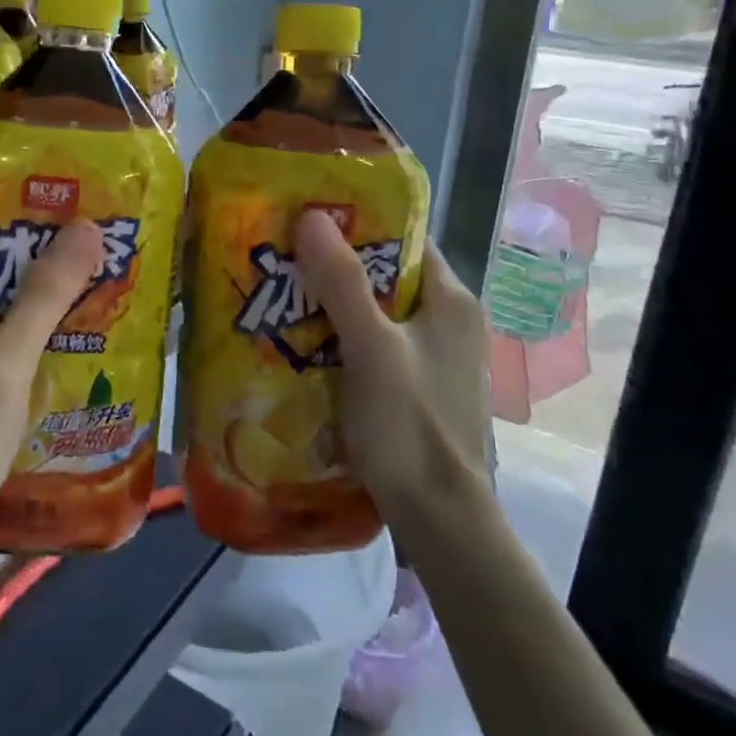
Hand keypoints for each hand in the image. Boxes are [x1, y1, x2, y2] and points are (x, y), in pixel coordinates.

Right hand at [294, 209, 491, 516]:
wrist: (439, 519)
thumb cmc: (409, 426)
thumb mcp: (371, 348)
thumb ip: (343, 282)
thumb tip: (312, 216)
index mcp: (452, 301)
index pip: (405, 241)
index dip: (360, 224)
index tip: (309, 219)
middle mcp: (450, 323)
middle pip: (388, 277)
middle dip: (338, 267)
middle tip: (284, 260)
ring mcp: (435, 358)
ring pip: (378, 315)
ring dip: (336, 306)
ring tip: (284, 298)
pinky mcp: (419, 388)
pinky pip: (376, 347)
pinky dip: (343, 340)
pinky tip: (306, 346)